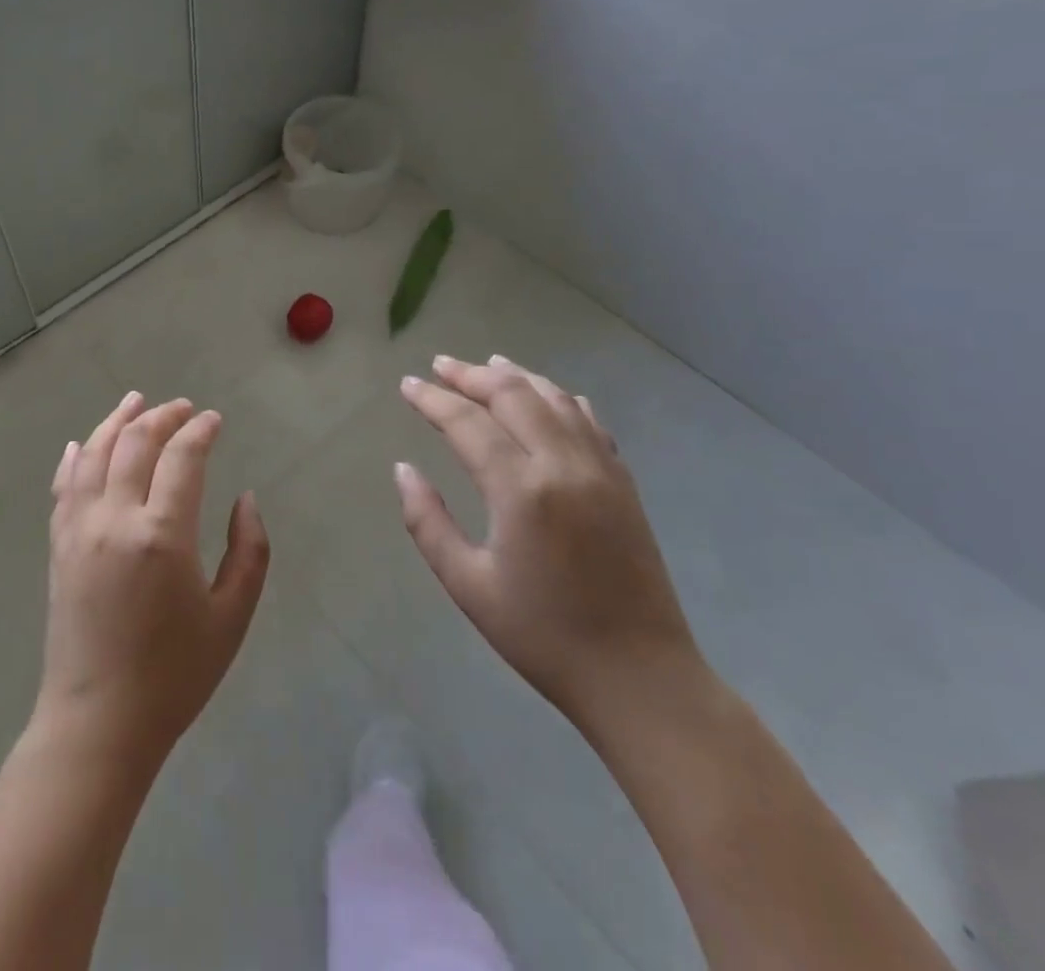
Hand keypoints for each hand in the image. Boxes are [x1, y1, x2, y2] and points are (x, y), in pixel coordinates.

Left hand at [33, 392, 270, 769]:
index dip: (200, 430)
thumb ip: (249, 552)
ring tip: (135, 401)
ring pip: (93, 452)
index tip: (214, 419)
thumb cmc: (174, 675)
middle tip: (183, 408)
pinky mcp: (58, 544)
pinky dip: (75, 456)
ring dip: (116, 421)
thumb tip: (245, 498)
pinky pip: (63, 484)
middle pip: (136, 443)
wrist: (98, 722)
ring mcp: (79, 528)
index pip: (182, 457)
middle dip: (163, 417)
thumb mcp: (231, 618)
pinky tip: (82, 442)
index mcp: (162, 535)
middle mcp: (115, 518)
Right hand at [396, 355, 700, 729]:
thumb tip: (403, 470)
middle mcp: (564, 466)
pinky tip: (545, 396)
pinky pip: (589, 421)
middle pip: (513, 396)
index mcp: (521, 491)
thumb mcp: (467, 585)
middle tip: (438, 366)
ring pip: (554, 399)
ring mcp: (601, 470)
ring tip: (485, 365)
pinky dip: (559, 398)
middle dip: (470, 375)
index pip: (467, 423)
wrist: (641, 679)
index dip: (432, 399)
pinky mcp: (624, 483)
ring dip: (515, 377)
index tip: (407, 385)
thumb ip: (427, 522)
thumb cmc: (543, 636)